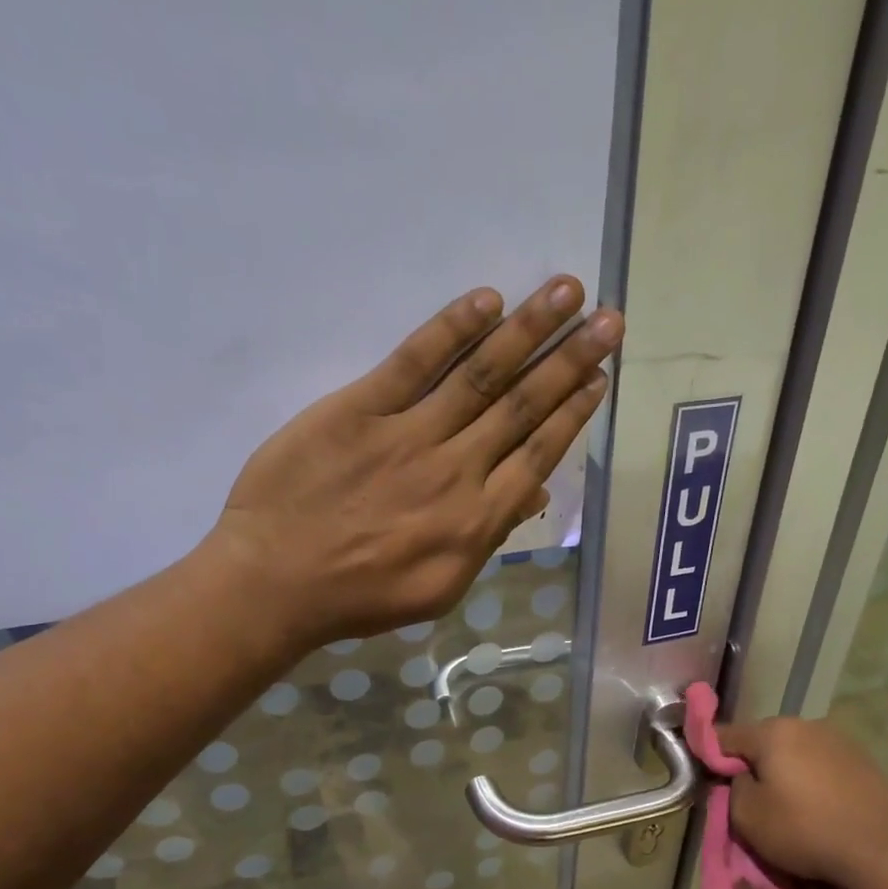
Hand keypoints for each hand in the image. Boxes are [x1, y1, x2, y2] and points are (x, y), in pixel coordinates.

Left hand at [205, 276, 622, 645]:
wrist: (277, 583)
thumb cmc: (361, 596)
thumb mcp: (439, 588)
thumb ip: (487, 539)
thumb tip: (532, 493)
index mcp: (477, 520)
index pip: (538, 454)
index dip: (573, 412)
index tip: (600, 376)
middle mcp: (456, 470)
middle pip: (523, 406)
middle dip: (570, 360)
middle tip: (610, 319)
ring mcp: (408, 435)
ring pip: (481, 376)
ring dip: (529, 330)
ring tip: (567, 291)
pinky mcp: (359, 408)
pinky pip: (413, 362)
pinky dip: (451, 329)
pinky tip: (487, 301)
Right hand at [714, 717, 887, 888]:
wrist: (884, 850)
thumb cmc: (804, 828)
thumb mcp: (747, 815)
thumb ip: (732, 788)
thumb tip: (740, 777)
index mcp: (774, 731)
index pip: (725, 735)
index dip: (709, 755)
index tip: (706, 777)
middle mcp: (807, 724)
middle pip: (764, 741)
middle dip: (752, 764)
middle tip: (748, 797)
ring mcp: (840, 740)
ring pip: (795, 752)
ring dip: (785, 772)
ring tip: (786, 805)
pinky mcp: (865, 762)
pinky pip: (822, 766)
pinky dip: (813, 782)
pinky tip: (817, 807)